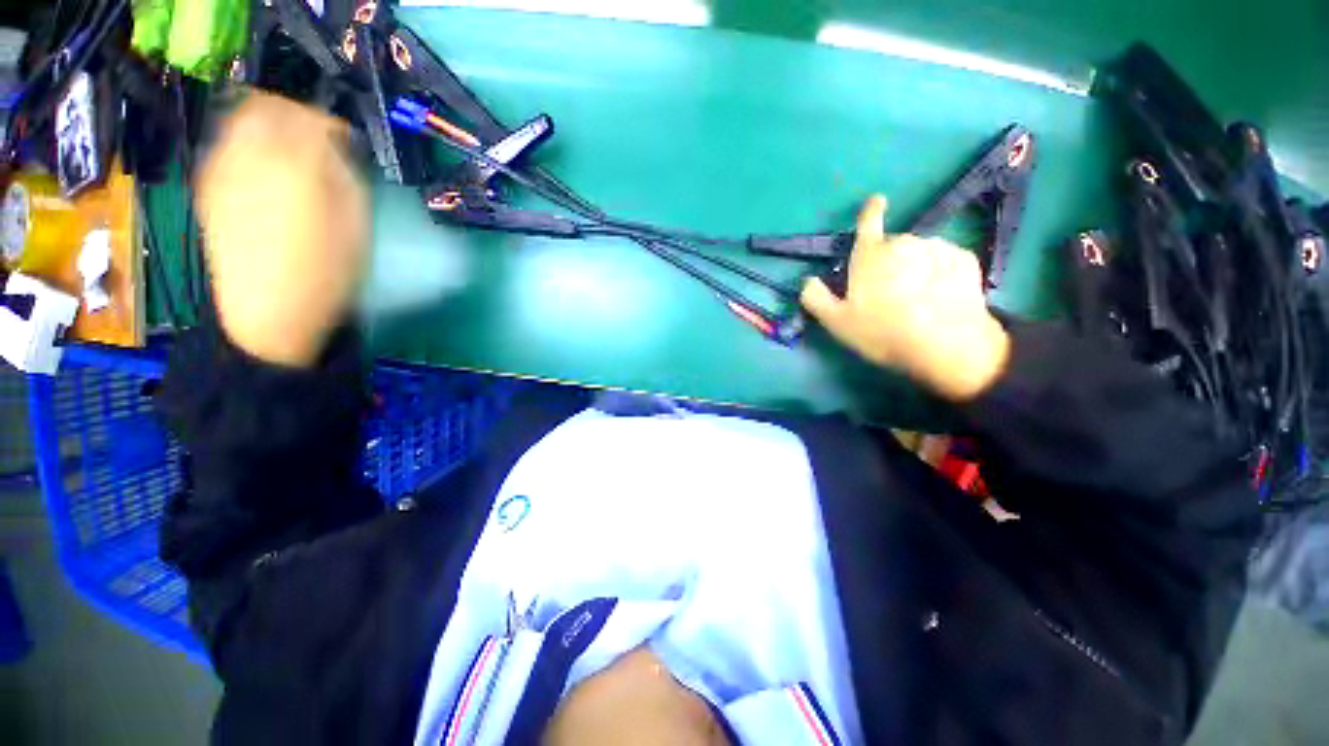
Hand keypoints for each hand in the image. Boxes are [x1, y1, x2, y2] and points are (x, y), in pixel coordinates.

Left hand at [195, 93, 368, 366]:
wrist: (267, 312)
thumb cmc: (326, 271)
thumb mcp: (355, 223)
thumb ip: (344, 175)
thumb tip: (334, 150)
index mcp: (295, 162)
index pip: (310, 117)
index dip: (331, 125)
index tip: (346, 144)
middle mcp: (250, 154)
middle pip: (265, 107)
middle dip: (292, 116)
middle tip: (315, 140)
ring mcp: (221, 169)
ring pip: (241, 122)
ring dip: (268, 129)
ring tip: (289, 157)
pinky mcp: (207, 188)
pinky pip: (226, 148)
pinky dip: (247, 148)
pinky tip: (264, 175)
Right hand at [801, 195, 1009, 400]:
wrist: (946, 345)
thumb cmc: (883, 332)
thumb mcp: (836, 322)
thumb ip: (815, 298)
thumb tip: (808, 281)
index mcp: (870, 255)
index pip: (868, 222)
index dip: (870, 211)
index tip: (877, 201)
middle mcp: (903, 242)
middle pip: (892, 247)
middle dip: (888, 263)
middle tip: (888, 295)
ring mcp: (937, 248)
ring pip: (919, 253)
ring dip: (915, 268)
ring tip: (916, 300)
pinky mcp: (964, 259)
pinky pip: (944, 261)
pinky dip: (939, 273)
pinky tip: (939, 297)